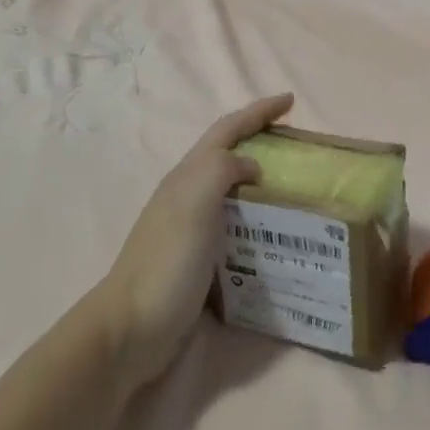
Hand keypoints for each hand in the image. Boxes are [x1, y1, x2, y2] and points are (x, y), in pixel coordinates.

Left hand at [92, 93, 294, 387]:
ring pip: (231, 190)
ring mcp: (190, 228)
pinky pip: (234, 224)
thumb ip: (220, 172)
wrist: (131, 329)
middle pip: (226, 155)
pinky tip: (275, 233)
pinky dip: (257, 219)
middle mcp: (187, 195)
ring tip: (295, 187)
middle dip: (259, 140)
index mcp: (187, 177)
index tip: (289, 101)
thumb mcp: (193, 205)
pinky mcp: (198, 258)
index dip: (257, 112)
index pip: (227, 131)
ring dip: (260, 180)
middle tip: (297, 145)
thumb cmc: (166, 263)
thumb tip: (251, 165)